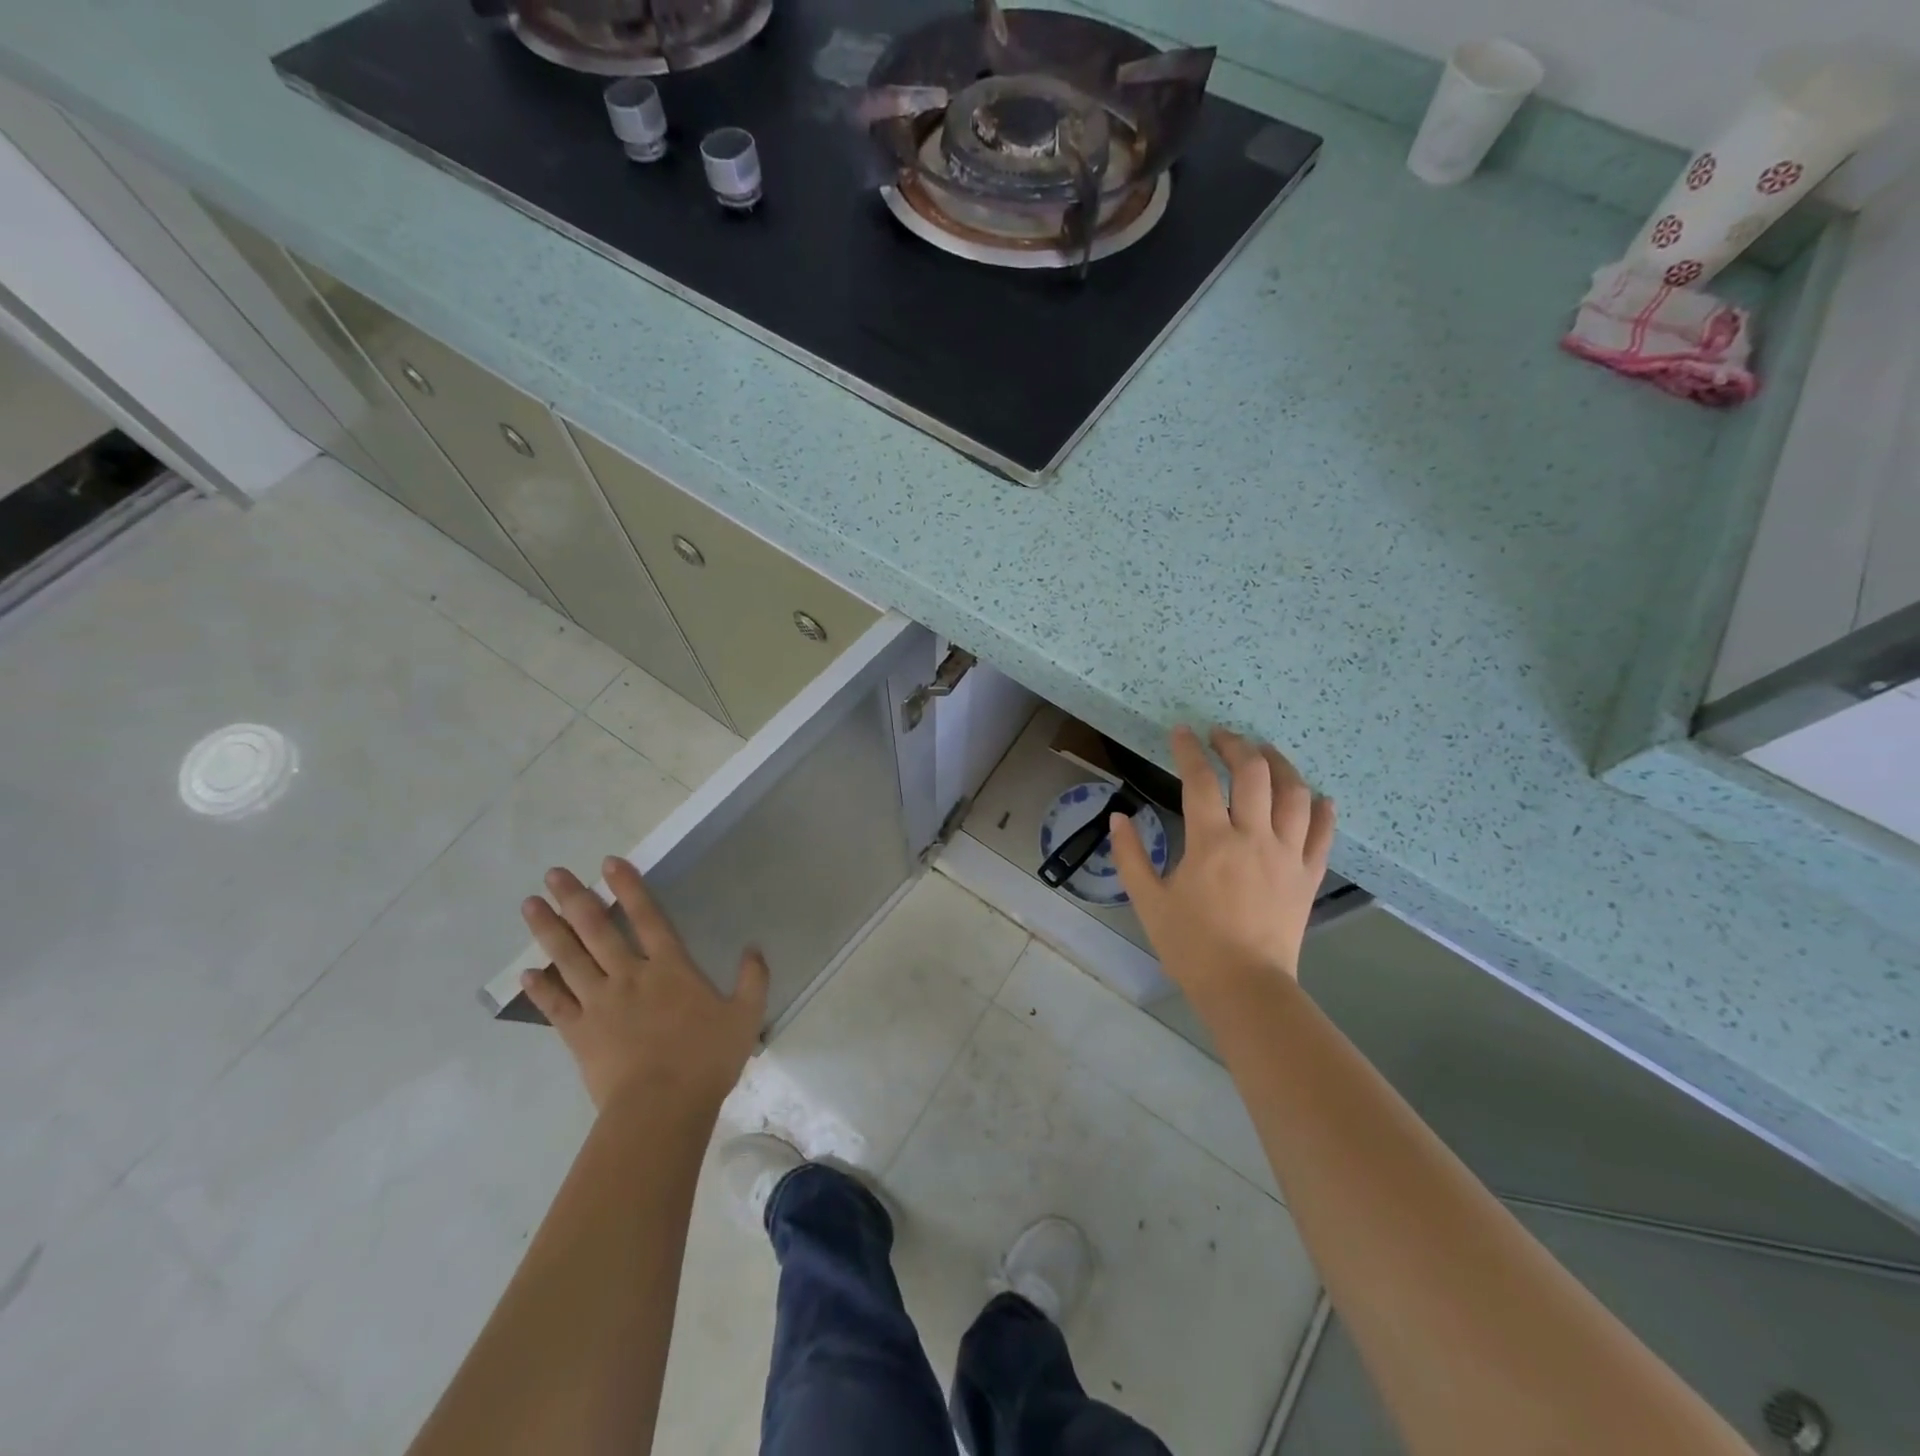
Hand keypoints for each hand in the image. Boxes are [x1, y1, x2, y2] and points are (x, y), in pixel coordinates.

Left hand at [518, 856, 769, 1112]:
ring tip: (530, 905)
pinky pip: (555, 1005)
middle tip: (553, 874)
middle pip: (598, 930)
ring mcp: (600, 1003)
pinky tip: (527, 973)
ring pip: (570, 959)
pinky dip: (540, 989)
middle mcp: (630, 975)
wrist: (661, 1107)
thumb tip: (754, 948)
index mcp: (670, 968)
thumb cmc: (706, 1059)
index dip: (628, 888)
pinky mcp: (579, 1033)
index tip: (608, 863)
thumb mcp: (746, 1016)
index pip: (647, 917)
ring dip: (549, 931)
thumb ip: (753, 979)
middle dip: (575, 898)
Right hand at [1110, 726, 1334, 1017]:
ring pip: (1294, 794)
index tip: (1181, 731)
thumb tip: (1118, 817)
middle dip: (1236, 745)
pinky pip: (1323, 833)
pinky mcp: (1308, 875)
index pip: (1200, 779)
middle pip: (1253, 773)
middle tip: (1221, 735)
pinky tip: (1317, 797)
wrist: (1245, 987)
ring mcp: (1287, 854)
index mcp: (1211, 841)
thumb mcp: (1148, 901)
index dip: (1189, 749)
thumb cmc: (1191, 945)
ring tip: (1266, 752)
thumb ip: (1131, 856)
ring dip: (1280, 764)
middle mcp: (1254, 837)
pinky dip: (1322, 810)